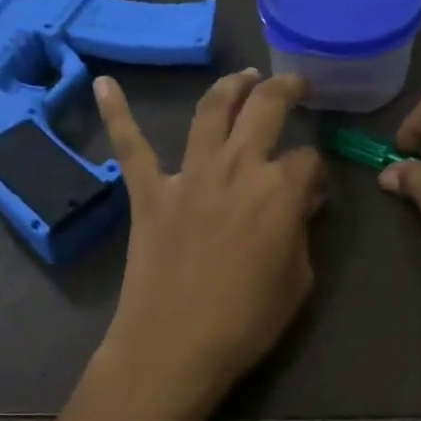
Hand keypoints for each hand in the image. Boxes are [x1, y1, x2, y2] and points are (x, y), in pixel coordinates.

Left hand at [94, 69, 325, 407]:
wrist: (175, 345)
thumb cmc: (246, 320)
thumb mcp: (298, 280)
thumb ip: (300, 233)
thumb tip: (297, 206)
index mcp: (279, 190)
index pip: (308, 160)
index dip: (317, 172)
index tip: (315, 191)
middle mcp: (237, 168)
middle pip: (265, 110)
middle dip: (285, 90)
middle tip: (294, 83)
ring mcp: (189, 175)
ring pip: (210, 112)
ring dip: (230, 87)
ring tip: (244, 75)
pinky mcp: (149, 192)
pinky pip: (132, 146)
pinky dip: (117, 114)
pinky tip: (104, 84)